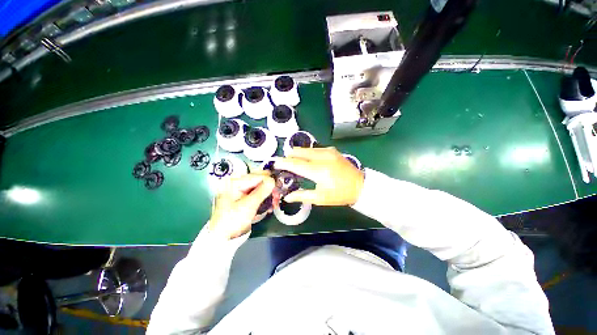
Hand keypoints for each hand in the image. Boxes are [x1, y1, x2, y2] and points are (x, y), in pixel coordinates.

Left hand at [208, 174, 274, 238]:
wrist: (223, 237)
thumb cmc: (233, 220)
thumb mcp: (248, 205)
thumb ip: (261, 191)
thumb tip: (273, 180)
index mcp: (235, 182)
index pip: (257, 176)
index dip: (269, 181)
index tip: (279, 189)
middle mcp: (238, 183)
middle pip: (259, 180)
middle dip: (269, 188)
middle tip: (277, 197)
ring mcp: (241, 190)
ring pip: (260, 186)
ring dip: (268, 194)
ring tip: (274, 203)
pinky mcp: (244, 197)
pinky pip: (257, 193)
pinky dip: (264, 198)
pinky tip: (268, 206)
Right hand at [274, 147, 364, 205]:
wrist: (359, 185)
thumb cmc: (339, 194)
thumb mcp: (320, 198)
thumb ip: (302, 196)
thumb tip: (287, 197)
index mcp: (318, 171)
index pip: (295, 164)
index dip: (283, 163)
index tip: (274, 163)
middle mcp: (321, 157)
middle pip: (298, 152)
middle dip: (289, 156)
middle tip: (285, 165)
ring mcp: (327, 151)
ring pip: (305, 149)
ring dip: (298, 154)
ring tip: (296, 163)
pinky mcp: (331, 150)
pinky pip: (314, 149)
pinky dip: (307, 153)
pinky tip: (308, 161)